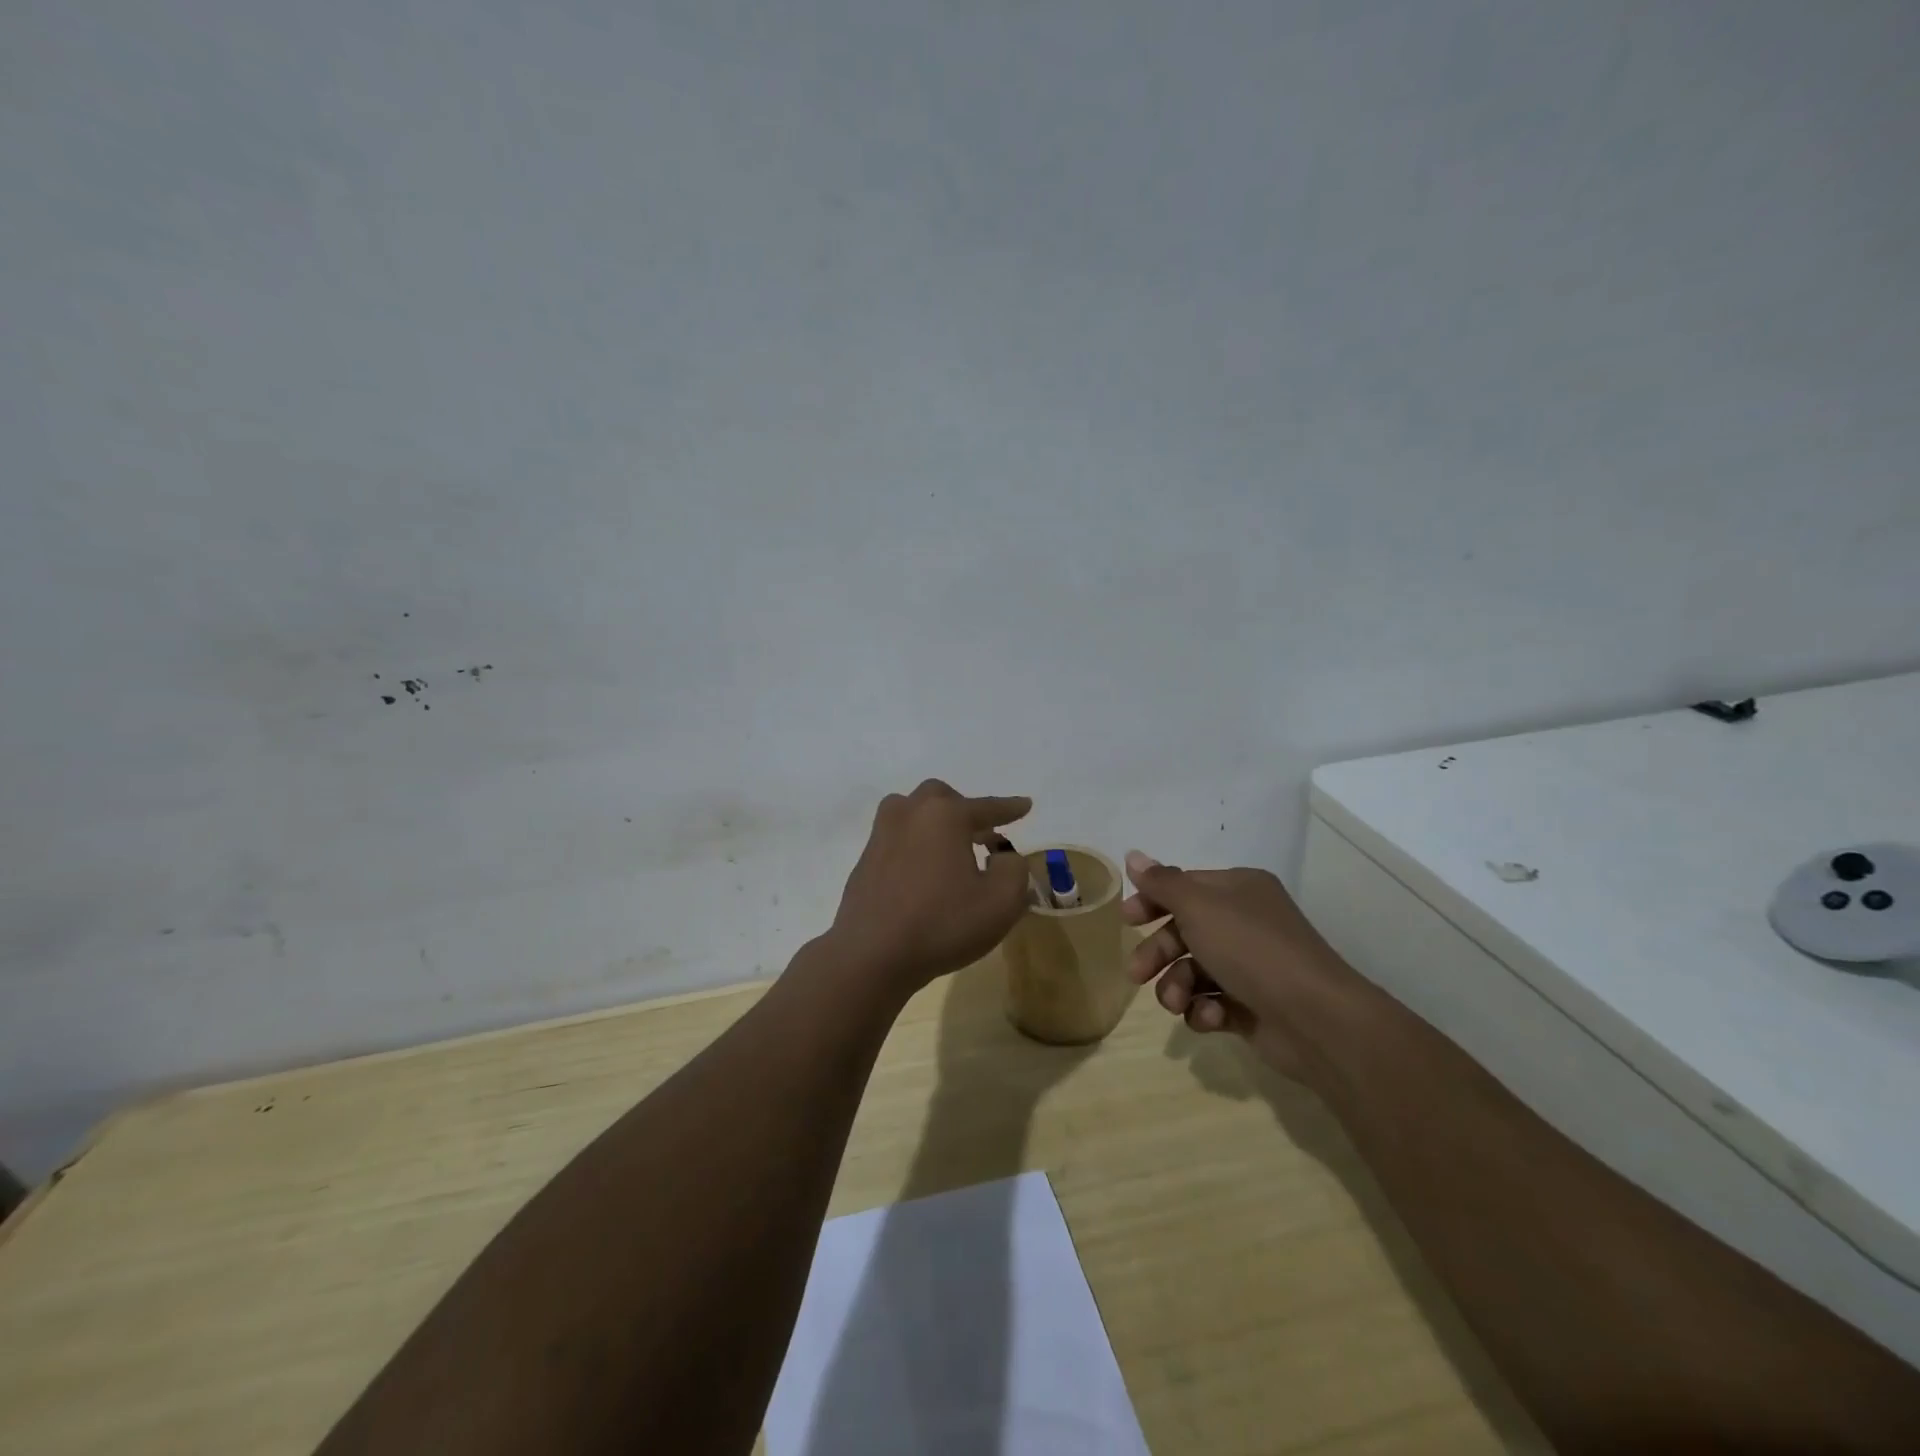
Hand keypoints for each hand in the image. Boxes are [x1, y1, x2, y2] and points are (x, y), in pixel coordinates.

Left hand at [827, 780, 1033, 992]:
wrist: (872, 954)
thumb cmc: (942, 924)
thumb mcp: (1001, 902)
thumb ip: (1014, 869)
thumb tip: (1003, 857)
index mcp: (945, 814)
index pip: (986, 807)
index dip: (1010, 808)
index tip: (1025, 805)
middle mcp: (910, 812)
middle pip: (942, 798)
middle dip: (965, 811)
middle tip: (983, 836)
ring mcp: (882, 834)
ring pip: (913, 812)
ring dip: (936, 824)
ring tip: (951, 851)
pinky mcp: (866, 859)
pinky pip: (898, 838)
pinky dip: (916, 844)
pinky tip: (925, 873)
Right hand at [1122, 850, 1364, 1086]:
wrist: (1314, 1018)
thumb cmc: (1251, 948)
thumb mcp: (1198, 906)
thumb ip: (1162, 883)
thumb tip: (1133, 855)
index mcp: (1238, 890)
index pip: (1184, 887)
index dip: (1152, 901)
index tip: (1126, 920)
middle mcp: (1245, 923)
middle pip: (1184, 932)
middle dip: (1158, 953)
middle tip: (1136, 974)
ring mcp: (1250, 967)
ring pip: (1193, 971)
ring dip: (1176, 987)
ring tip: (1177, 1003)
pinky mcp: (1252, 1007)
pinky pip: (1212, 1003)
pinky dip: (1204, 1010)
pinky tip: (1210, 1017)